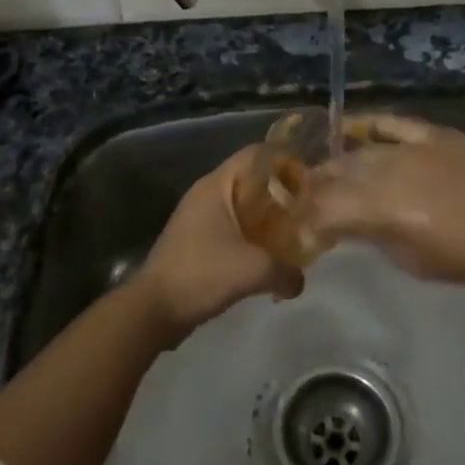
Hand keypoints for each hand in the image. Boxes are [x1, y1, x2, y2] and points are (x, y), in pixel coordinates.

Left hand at [137, 147, 304, 342]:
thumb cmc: (202, 274)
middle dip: (281, 192)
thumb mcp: (254, 270)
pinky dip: (252, 235)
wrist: (153, 310)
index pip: (256, 154)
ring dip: (267, 217)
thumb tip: (300, 281)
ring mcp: (198, 217)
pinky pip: (232, 227)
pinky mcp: (196, 241)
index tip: (310, 178)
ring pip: (242, 206)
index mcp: (216, 186)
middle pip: (251, 179)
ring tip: (294, 232)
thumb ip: (286, 271)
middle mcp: (206, 194)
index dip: (285, 160)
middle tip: (308, 209)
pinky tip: (268, 255)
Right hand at [309, 114, 464, 286]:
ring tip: (323, 176)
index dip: (305, 221)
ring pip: (358, 151)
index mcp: (382, 208)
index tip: (296, 232)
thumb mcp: (418, 263)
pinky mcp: (431, 133)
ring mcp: (410, 146)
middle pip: (336, 176)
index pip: (325, 210)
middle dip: (313, 191)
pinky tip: (348, 129)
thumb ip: (378, 239)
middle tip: (303, 204)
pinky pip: (390, 124)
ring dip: (336, 165)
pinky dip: (367, 127)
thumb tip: (355, 227)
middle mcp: (387, 170)